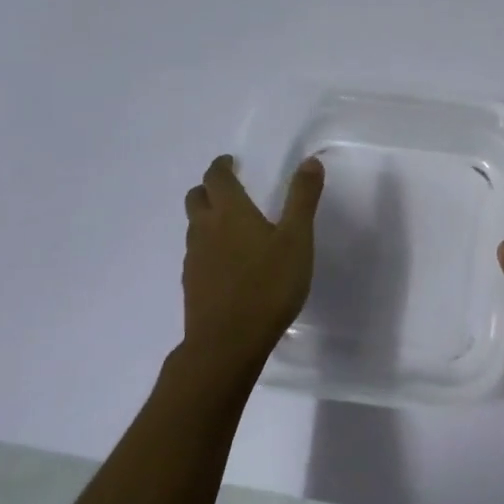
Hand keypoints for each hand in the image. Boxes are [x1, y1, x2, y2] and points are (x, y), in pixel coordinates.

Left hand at [179, 154, 324, 371]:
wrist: (227, 342)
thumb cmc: (268, 285)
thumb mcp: (297, 239)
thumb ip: (303, 199)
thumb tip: (310, 161)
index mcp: (230, 213)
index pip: (217, 178)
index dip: (222, 166)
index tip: (230, 161)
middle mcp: (205, 230)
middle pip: (196, 198)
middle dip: (209, 188)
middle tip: (228, 189)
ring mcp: (194, 259)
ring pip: (194, 227)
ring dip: (207, 217)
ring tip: (231, 225)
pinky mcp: (192, 285)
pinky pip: (197, 254)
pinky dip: (209, 246)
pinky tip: (229, 263)